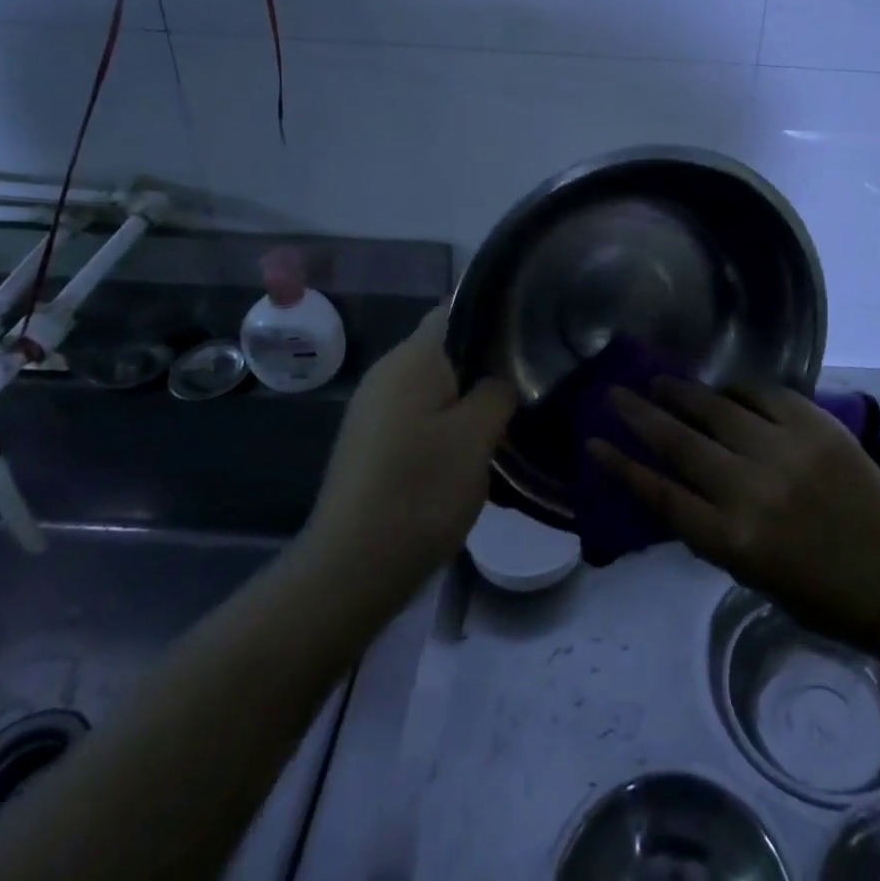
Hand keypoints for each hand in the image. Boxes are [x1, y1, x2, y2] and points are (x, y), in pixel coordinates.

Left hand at [305, 307, 516, 612]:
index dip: (494, 315)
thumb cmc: (419, 491)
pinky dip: (447, 423)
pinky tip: (472, 450)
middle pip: (445, 348)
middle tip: (529, 379)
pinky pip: (418, 415)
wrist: (349, 570)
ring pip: (433, 385)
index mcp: (412, 359)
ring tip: (509, 416)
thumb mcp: (476, 437)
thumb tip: (501, 378)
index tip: (530, 333)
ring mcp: (374, 409)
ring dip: (468, 397)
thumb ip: (497, 393)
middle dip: (486, 361)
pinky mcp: (370, 442)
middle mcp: (387, 373)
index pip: (455, 310)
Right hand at [589, 378, 879, 649]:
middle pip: (680, 444)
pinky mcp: (814, 425)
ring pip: (717, 409)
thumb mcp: (747, 572)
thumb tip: (668, 480)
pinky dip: (737, 389)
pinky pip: (763, 393)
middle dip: (640, 415)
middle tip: (616, 394)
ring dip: (682, 393)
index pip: (661, 494)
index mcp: (733, 538)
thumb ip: (707, 525)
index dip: (622, 466)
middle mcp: (752, 489)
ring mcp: (785, 451)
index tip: (593, 442)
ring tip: (659, 381)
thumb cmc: (814, 588)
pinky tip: (722, 387)